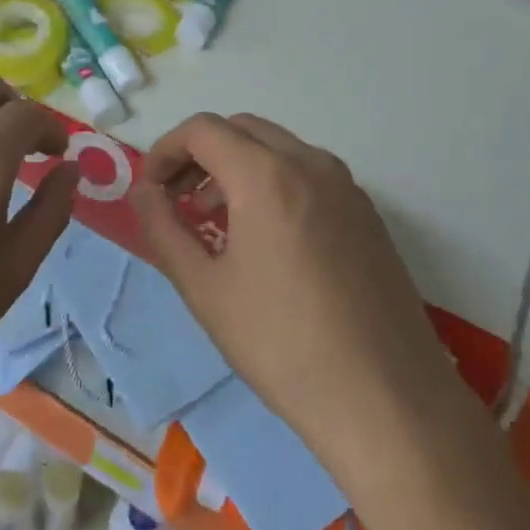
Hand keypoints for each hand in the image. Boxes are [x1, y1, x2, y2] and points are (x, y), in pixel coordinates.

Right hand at [132, 113, 451, 459]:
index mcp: (267, 176)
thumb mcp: (204, 288)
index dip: (165, 150)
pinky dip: (273, 183)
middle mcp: (312, 164)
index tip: (151, 190)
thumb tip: (143, 191)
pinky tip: (266, 238)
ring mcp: (348, 187)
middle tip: (178, 199)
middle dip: (200, 154)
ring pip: (278, 149)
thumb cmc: (280, 344)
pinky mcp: (368, 214)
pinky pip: (309, 175)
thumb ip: (163, 228)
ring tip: (216, 221)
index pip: (203, 130)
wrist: (385, 399)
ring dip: (237, 167)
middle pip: (242, 130)